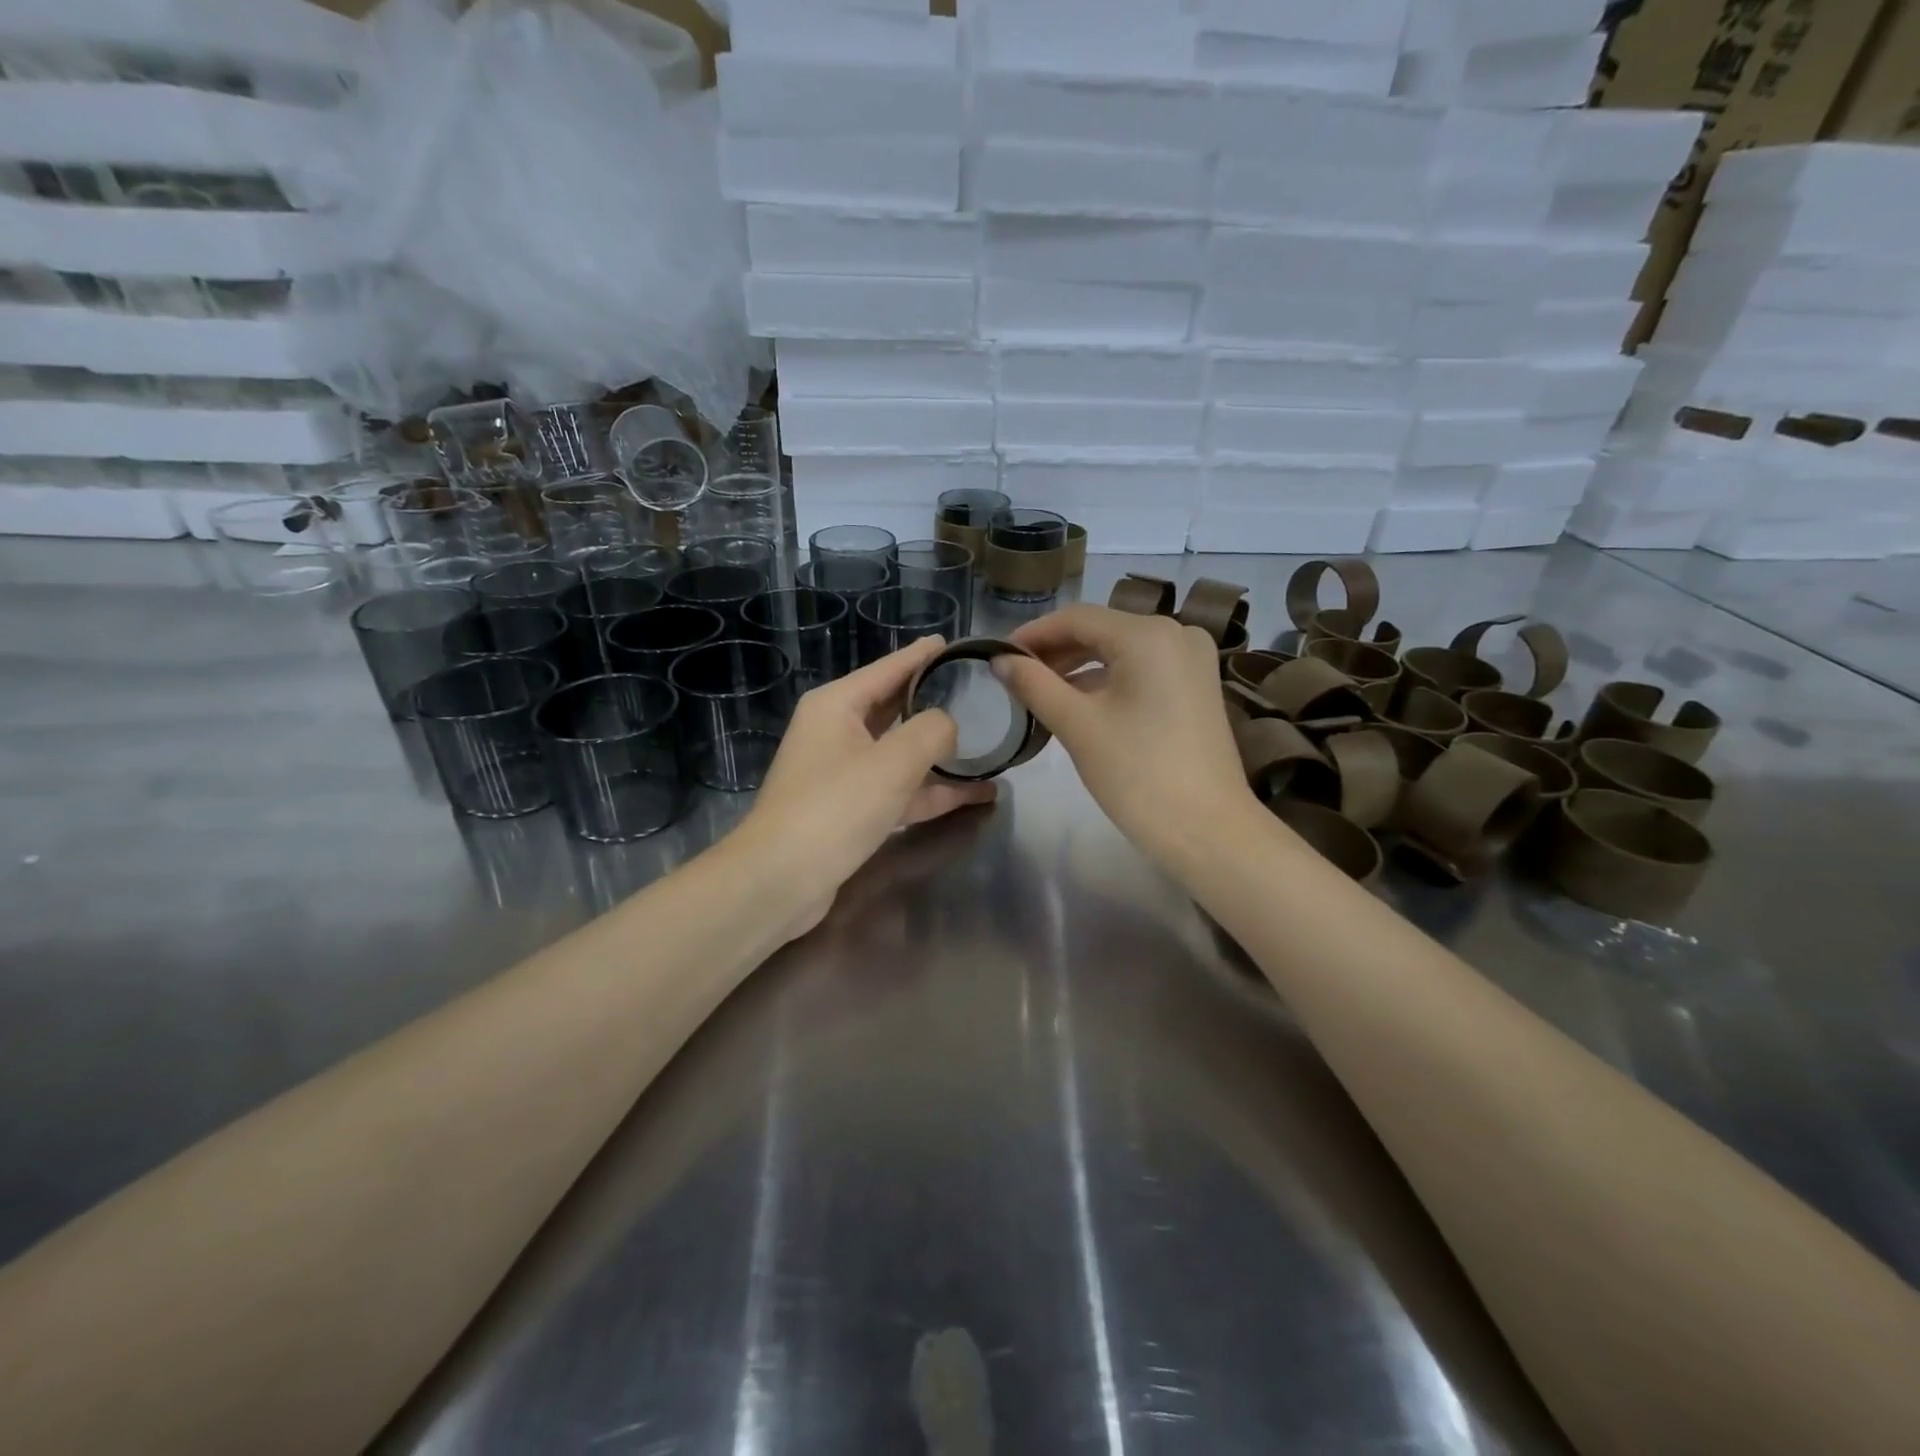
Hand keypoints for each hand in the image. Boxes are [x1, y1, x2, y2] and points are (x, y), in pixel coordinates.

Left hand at [736, 635, 996, 940]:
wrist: (780, 881)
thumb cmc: (834, 808)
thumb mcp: (893, 761)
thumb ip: (932, 731)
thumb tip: (948, 726)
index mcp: (837, 705)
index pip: (888, 669)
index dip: (922, 656)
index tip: (954, 644)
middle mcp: (837, 732)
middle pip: (896, 708)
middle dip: (936, 704)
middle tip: (979, 694)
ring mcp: (843, 773)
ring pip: (902, 754)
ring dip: (942, 755)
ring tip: (989, 747)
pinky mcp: (851, 811)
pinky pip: (900, 790)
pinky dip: (933, 791)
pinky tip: (975, 795)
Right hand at [997, 605, 1256, 862]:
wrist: (1207, 831)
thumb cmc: (1137, 774)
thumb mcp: (1078, 725)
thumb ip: (1034, 684)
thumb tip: (999, 660)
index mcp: (1149, 635)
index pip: (1077, 618)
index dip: (1033, 634)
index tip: (997, 655)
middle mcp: (1177, 634)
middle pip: (1101, 630)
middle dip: (1055, 651)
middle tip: (1014, 677)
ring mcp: (1192, 660)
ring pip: (1121, 650)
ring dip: (1079, 666)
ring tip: (1040, 691)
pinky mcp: (1197, 686)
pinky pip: (1142, 669)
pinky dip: (1108, 680)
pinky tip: (1080, 702)